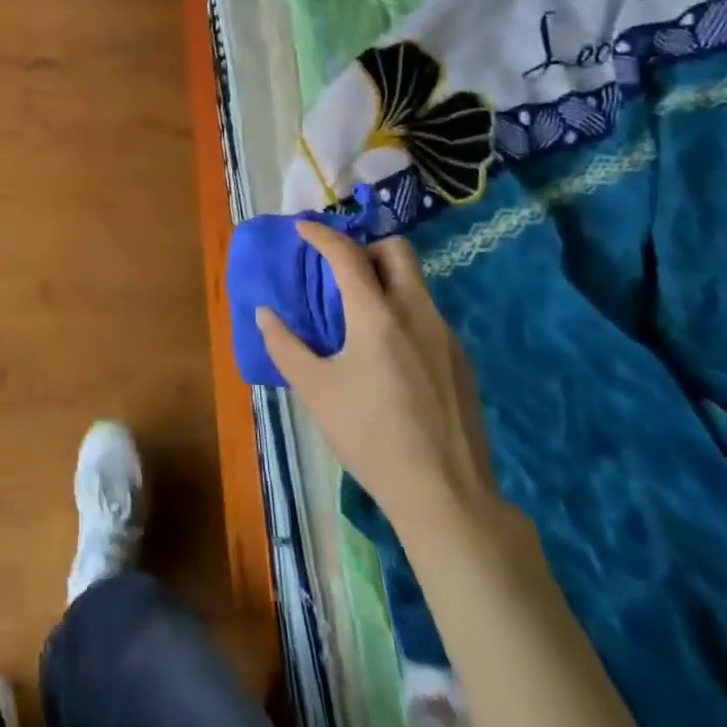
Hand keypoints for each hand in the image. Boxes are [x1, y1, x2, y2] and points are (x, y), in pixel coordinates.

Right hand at [257, 223, 502, 547]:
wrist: (447, 497)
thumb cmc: (371, 438)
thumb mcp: (316, 391)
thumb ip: (285, 346)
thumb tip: (264, 314)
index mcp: (377, 316)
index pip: (348, 254)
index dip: (322, 235)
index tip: (303, 229)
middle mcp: (417, 313)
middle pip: (398, 250)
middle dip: (366, 247)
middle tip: (341, 268)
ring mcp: (446, 336)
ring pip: (416, 282)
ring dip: (386, 279)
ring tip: (360, 311)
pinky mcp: (462, 361)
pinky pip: (428, 314)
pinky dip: (403, 310)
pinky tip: (389, 352)